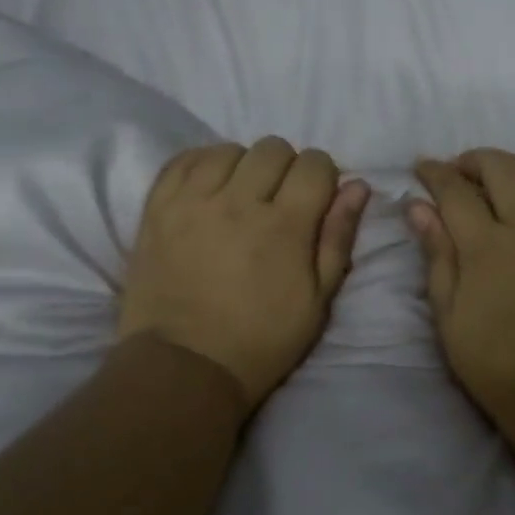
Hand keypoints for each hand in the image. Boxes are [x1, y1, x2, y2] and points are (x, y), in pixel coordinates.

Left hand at [119, 139, 370, 412]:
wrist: (185, 366)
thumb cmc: (262, 339)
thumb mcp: (318, 300)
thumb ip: (338, 237)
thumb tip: (357, 186)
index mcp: (285, 225)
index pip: (314, 163)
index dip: (323, 176)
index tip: (317, 199)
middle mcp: (239, 201)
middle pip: (273, 148)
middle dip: (287, 167)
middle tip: (280, 200)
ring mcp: (192, 201)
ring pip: (228, 149)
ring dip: (244, 165)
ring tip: (241, 195)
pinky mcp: (157, 208)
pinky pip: (183, 160)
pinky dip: (203, 164)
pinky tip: (210, 188)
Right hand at [410, 149, 514, 433]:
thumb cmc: (499, 367)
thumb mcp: (450, 319)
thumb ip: (437, 256)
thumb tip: (419, 207)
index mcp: (488, 248)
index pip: (456, 191)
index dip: (434, 173)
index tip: (423, 169)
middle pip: (503, 168)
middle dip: (475, 160)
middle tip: (461, 172)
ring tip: (506, 179)